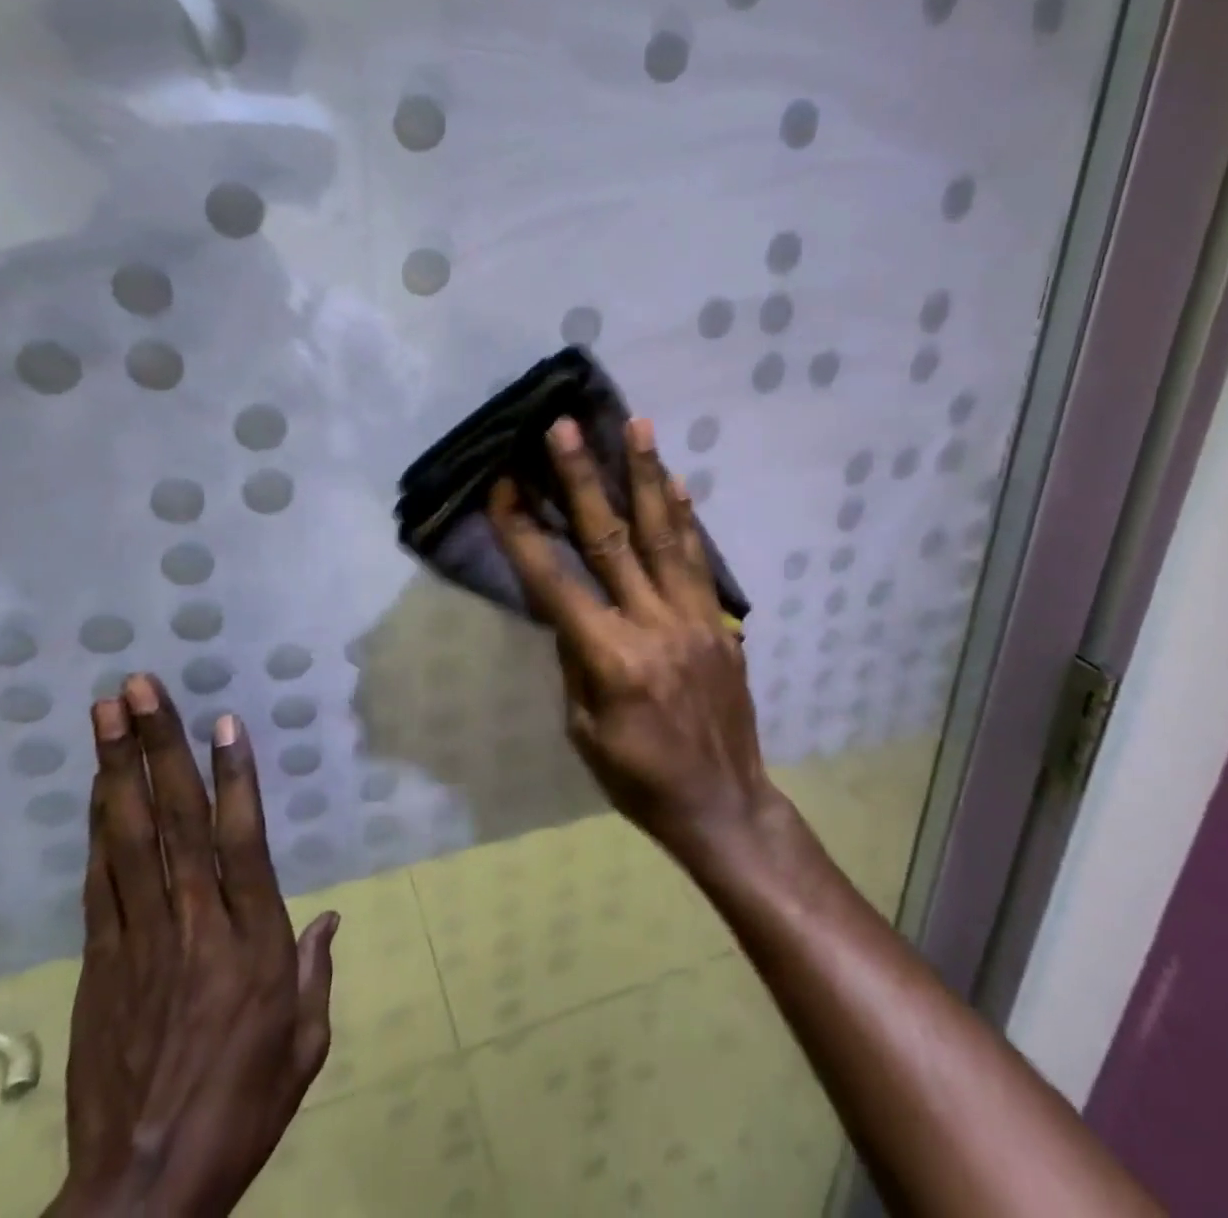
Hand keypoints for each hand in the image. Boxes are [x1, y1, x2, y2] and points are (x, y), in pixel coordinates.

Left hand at [48, 675, 337, 1217]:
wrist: (142, 1189)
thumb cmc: (242, 1109)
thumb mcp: (305, 1045)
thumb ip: (316, 974)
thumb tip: (330, 921)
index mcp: (252, 942)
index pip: (241, 841)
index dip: (233, 776)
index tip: (222, 720)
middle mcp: (194, 925)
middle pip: (175, 821)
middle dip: (157, 747)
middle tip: (138, 689)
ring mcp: (139, 940)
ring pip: (127, 839)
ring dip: (117, 770)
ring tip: (106, 714)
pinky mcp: (100, 963)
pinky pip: (100, 882)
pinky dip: (97, 829)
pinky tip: (96, 789)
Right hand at [486, 416, 782, 859]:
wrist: (724, 803)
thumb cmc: (640, 779)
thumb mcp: (584, 731)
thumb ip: (574, 661)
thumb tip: (568, 608)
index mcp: (610, 660)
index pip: (555, 583)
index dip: (525, 534)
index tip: (503, 487)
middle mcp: (653, 626)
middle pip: (612, 540)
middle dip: (584, 479)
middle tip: (566, 427)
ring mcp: (693, 619)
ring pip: (666, 535)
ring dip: (648, 475)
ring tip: (637, 424)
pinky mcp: (719, 622)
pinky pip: (700, 561)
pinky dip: (687, 517)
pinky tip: (677, 480)